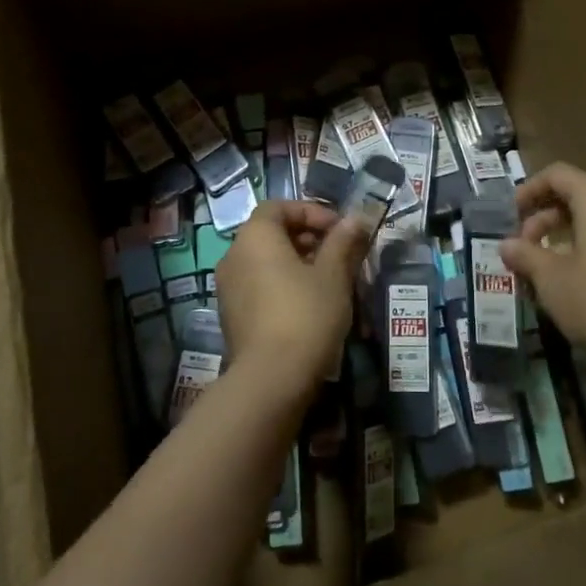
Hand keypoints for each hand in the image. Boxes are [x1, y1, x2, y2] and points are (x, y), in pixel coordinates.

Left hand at [215, 201, 367, 402]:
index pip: (279, 207)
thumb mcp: (334, 274)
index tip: (340, 230)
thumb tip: (357, 218)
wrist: (271, 379)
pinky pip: (258, 285)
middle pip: (271, 233)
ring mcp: (228, 287)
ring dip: (296, 262)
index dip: (311, 213)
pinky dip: (281, 284)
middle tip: (339, 255)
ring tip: (329, 281)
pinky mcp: (231, 315)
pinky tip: (308, 305)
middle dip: (307, 238)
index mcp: (255, 236)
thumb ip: (343, 241)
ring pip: (265, 261)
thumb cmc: (306, 314)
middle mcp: (233, 255)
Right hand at [500, 162, 585, 365]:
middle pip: (579, 198)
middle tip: (524, 250)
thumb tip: (507, 245)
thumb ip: (526, 256)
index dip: (530, 189)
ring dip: (567, 239)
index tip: (512, 214)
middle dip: (545, 220)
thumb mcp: (551, 279)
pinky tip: (578, 285)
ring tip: (546, 271)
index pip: (559, 174)